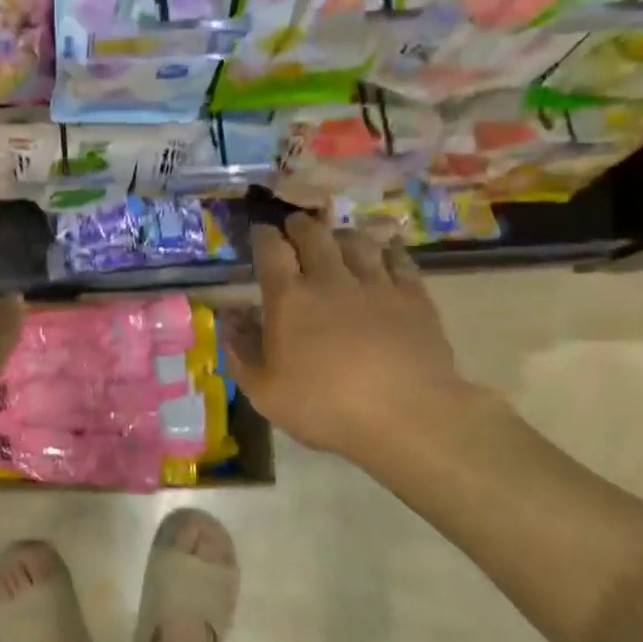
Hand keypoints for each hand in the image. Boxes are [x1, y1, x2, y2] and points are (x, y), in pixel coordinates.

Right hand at [224, 213, 483, 471]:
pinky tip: (386, 252)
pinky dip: (388, 251)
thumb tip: (229, 318)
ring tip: (338, 237)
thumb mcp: (264, 392)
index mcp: (289, 299)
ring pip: (356, 241)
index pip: (271, 250)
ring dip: (342, 234)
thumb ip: (241, 352)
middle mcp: (330, 279)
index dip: (263, 235)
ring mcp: (376, 284)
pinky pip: (399, 260)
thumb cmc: (325, 407)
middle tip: (296, 225)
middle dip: (301, 225)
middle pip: (313, 235)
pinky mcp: (413, 296)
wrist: (407, 416)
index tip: (260, 231)